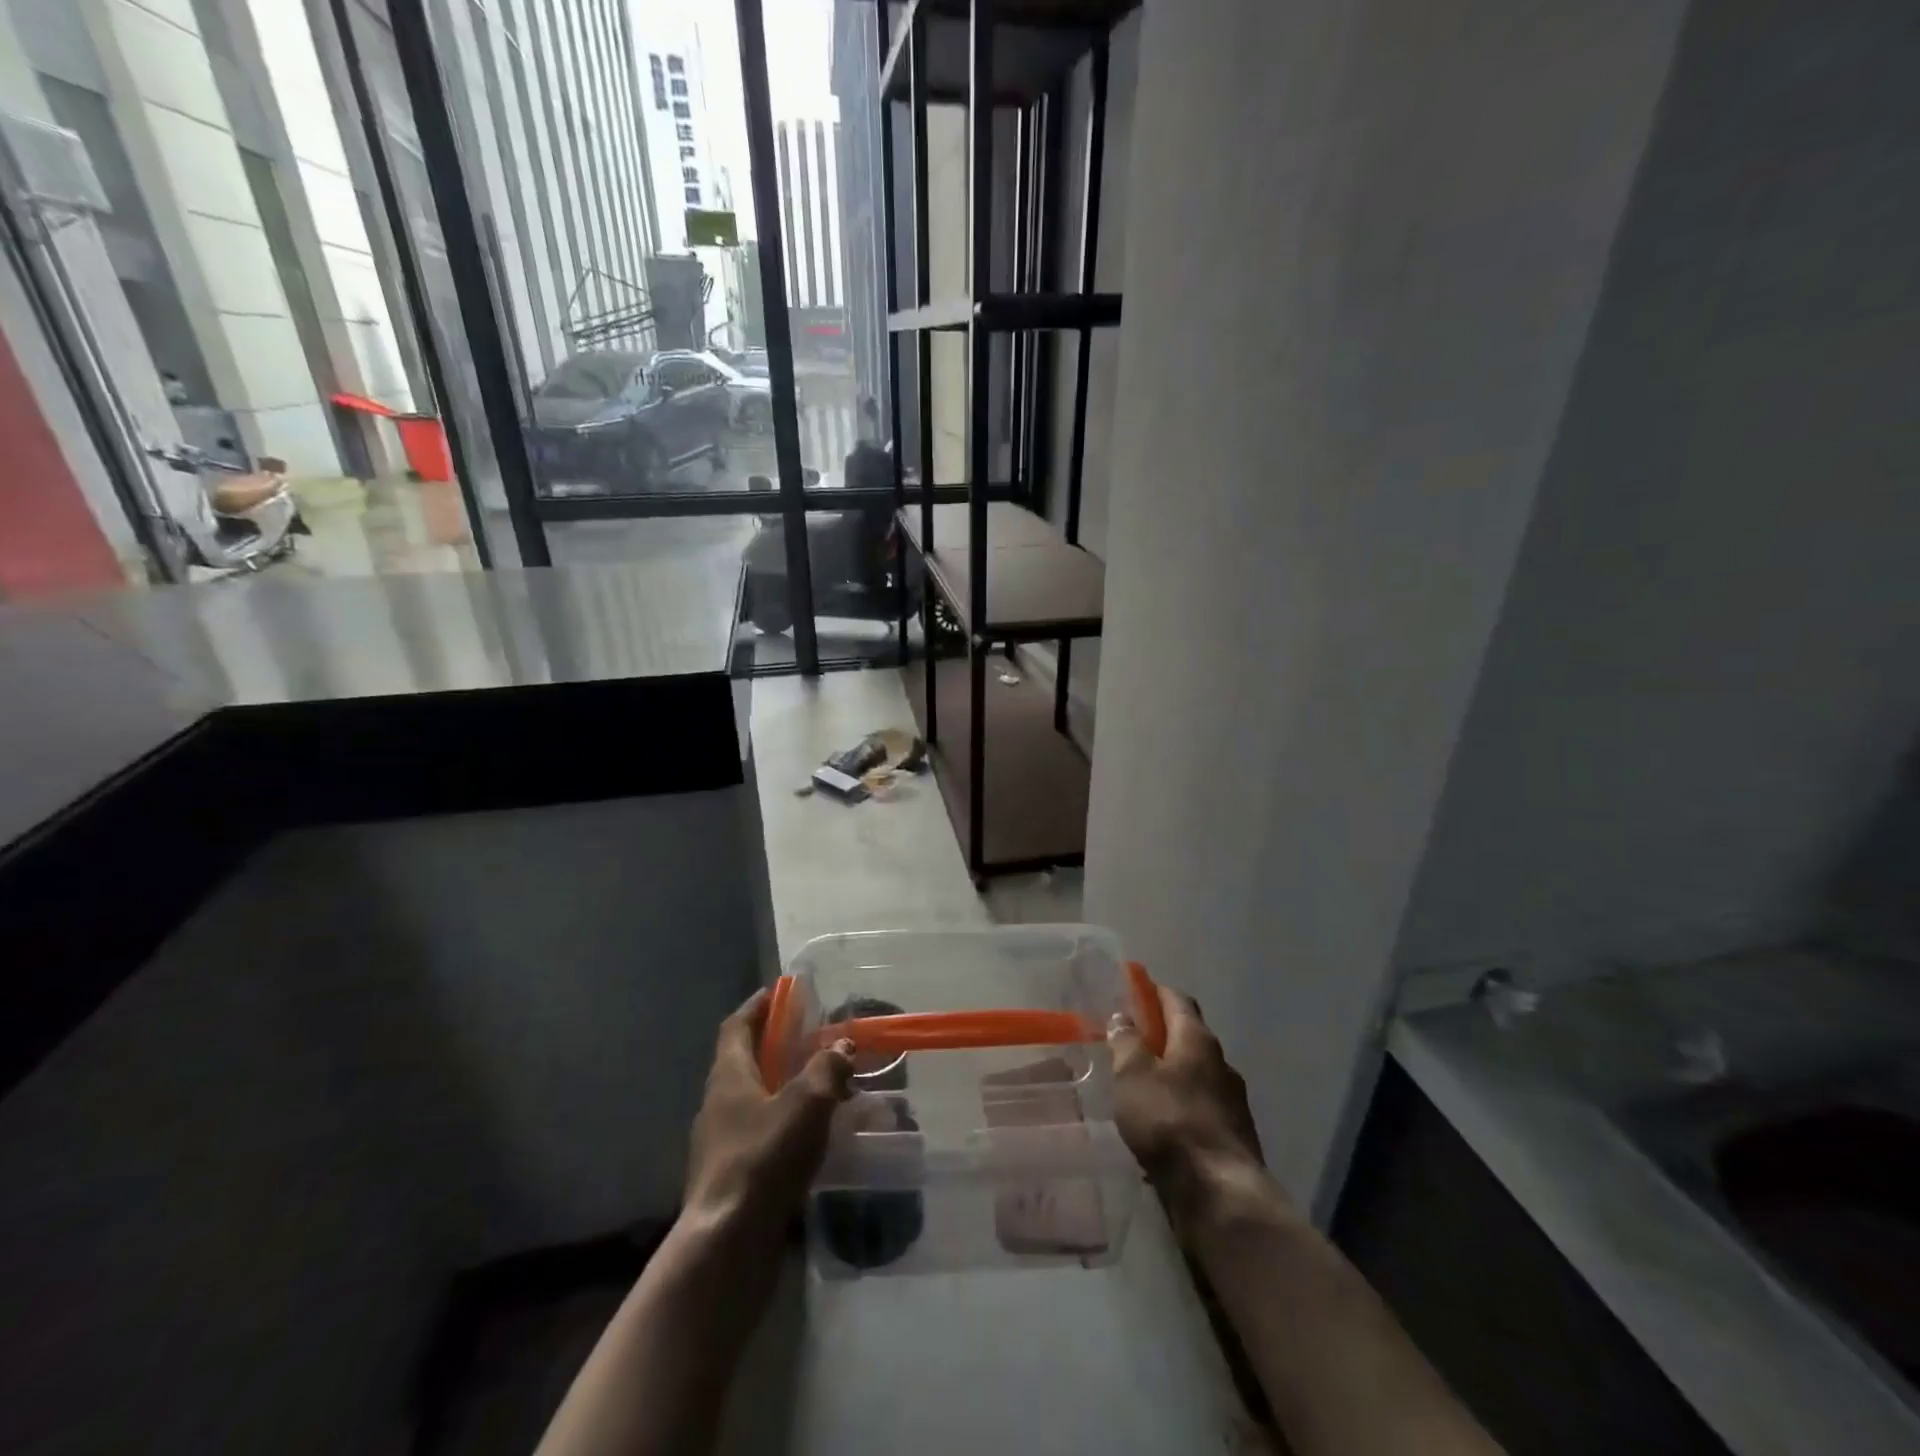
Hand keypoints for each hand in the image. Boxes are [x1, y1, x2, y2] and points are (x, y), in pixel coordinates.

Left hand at [682, 988, 855, 1241]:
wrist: (726, 1246)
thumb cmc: (763, 1159)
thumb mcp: (806, 1103)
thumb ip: (827, 1069)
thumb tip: (841, 1047)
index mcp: (728, 1076)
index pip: (737, 1026)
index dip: (758, 1006)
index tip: (781, 992)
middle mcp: (718, 1104)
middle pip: (745, 1062)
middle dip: (777, 1047)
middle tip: (814, 1039)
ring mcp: (720, 1144)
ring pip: (755, 1101)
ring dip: (785, 1088)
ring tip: (823, 1088)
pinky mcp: (731, 1178)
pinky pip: (760, 1135)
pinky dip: (785, 1125)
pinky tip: (813, 1138)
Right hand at [1108, 984, 1273, 1224]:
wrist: (1220, 1195)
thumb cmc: (1170, 1121)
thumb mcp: (1133, 1075)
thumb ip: (1126, 1042)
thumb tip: (1122, 1016)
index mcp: (1198, 1040)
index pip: (1178, 1000)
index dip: (1155, 992)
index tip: (1134, 989)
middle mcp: (1222, 1064)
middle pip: (1189, 1037)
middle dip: (1162, 1034)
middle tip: (1131, 1039)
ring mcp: (1232, 1102)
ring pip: (1196, 1075)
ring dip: (1172, 1074)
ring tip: (1142, 1086)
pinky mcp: (1233, 1137)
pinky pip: (1201, 1108)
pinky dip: (1180, 1106)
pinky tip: (1161, 1125)